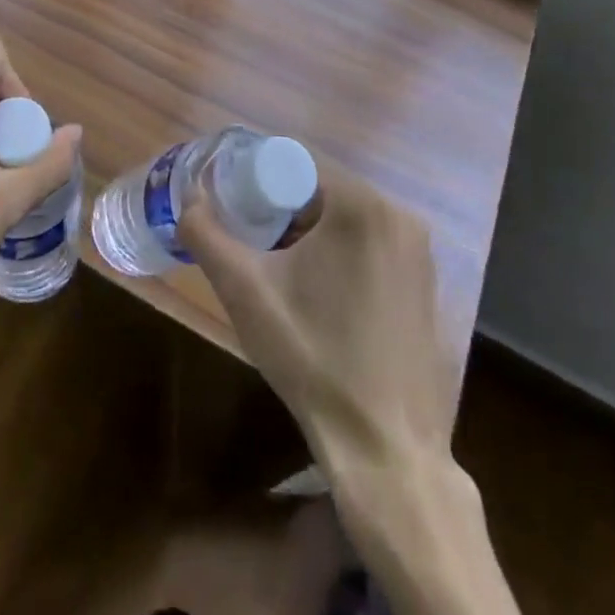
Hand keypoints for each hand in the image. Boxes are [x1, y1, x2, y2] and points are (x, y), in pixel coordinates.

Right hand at [178, 157, 454, 475]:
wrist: (385, 450)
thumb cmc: (312, 357)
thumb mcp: (244, 290)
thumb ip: (206, 234)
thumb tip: (187, 198)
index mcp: (361, 205)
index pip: (295, 165)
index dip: (258, 184)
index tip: (236, 214)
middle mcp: (399, 215)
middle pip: (321, 191)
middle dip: (283, 211)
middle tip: (253, 245)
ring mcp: (419, 251)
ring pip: (346, 218)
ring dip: (310, 233)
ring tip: (281, 274)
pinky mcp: (426, 282)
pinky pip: (372, 245)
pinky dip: (341, 254)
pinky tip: (321, 297)